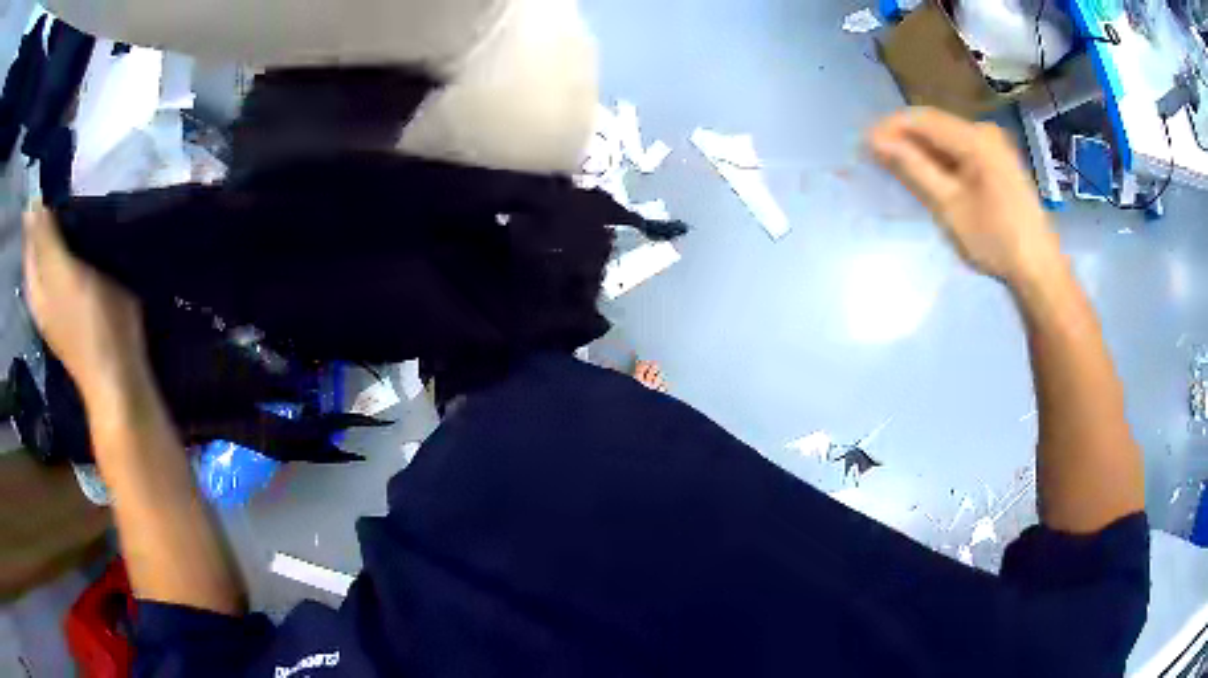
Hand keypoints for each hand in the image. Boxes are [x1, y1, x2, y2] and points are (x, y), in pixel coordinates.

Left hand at [22, 205, 148, 403]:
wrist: (118, 378)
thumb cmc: (89, 325)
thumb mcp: (62, 276)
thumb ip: (45, 240)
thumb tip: (32, 202)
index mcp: (36, 282)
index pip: (31, 233)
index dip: (40, 205)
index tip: (58, 179)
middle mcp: (43, 289)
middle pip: (43, 240)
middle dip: (53, 213)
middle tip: (75, 187)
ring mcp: (60, 299)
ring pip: (57, 250)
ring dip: (67, 227)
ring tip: (84, 204)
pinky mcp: (79, 304)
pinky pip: (72, 262)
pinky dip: (78, 245)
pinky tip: (90, 238)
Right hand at [869, 107, 1060, 284]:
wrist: (1039, 269)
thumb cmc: (995, 239)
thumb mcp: (949, 205)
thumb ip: (913, 168)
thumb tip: (875, 140)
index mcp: (975, 138)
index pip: (922, 118)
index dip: (890, 127)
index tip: (864, 146)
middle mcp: (984, 132)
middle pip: (934, 125)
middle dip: (904, 138)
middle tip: (877, 160)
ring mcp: (994, 146)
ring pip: (946, 138)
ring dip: (921, 150)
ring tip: (898, 169)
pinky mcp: (998, 162)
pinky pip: (960, 151)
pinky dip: (941, 160)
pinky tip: (929, 176)